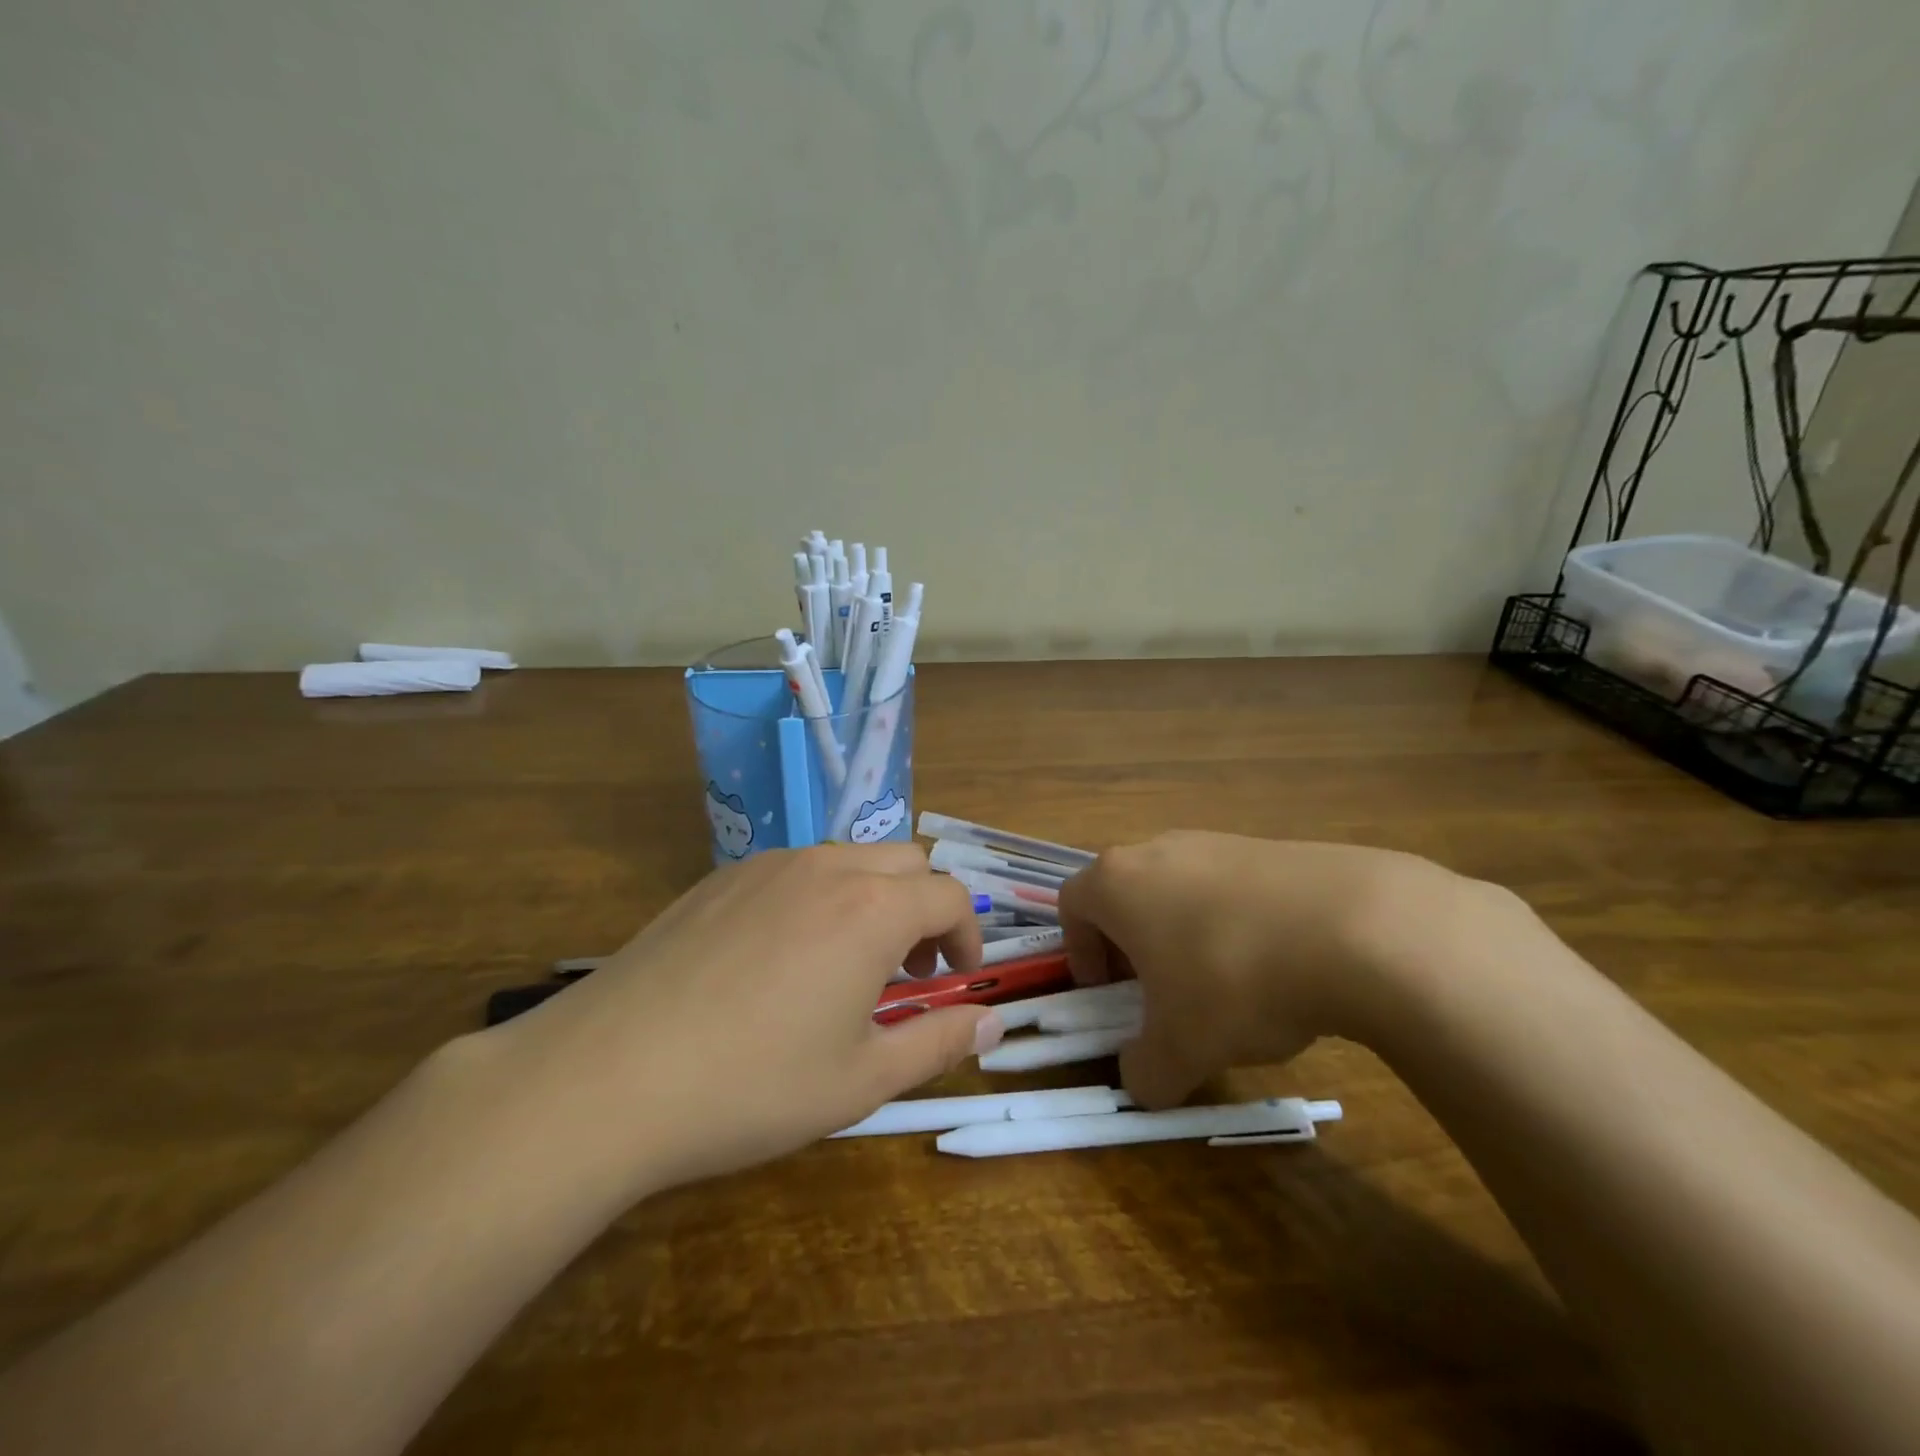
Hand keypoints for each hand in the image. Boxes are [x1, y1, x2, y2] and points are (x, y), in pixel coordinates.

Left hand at [486, 845, 1004, 1198]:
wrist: (607, 1077)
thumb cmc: (752, 1086)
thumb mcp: (862, 1080)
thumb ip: (938, 1041)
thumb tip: (991, 1024)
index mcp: (872, 909)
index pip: (950, 895)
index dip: (967, 935)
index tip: (955, 979)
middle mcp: (826, 867)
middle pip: (905, 861)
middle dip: (924, 908)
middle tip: (907, 972)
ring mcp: (767, 865)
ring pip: (848, 859)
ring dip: (872, 899)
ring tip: (845, 966)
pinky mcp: (720, 878)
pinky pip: (794, 869)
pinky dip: (818, 897)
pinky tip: (779, 959)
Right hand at [1058, 831, 1461, 1106]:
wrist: (1357, 929)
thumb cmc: (1235, 980)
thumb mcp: (1181, 1049)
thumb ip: (1145, 1073)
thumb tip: (1140, 1081)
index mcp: (1118, 883)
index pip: (1073, 905)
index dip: (1081, 952)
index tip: (1108, 993)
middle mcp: (1159, 849)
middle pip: (1126, 894)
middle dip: (1133, 945)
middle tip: (1159, 993)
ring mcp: (1218, 841)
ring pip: (1180, 889)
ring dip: (1185, 935)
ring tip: (1224, 984)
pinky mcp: (1271, 846)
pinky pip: (1232, 887)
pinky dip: (1236, 923)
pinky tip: (1277, 964)